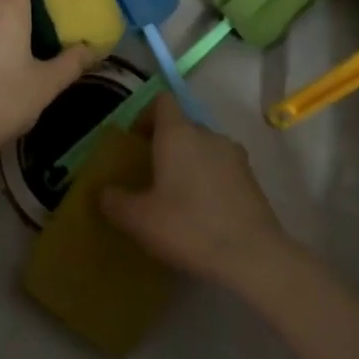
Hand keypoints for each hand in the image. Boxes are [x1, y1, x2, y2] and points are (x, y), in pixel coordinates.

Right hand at [100, 96, 296, 289]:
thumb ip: (115, 201)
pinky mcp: (252, 178)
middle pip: (183, 125)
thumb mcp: (139, 219)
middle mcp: (207, 134)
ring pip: (204, 147)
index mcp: (178, 133)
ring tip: (179, 196)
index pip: (162, 101)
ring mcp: (234, 155)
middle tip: (153, 175)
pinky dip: (211, 180)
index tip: (136, 141)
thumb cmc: (189, 226)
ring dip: (190, 163)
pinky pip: (222, 168)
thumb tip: (104, 192)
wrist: (253, 256)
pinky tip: (204, 212)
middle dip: (167, 144)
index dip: (146, 115)